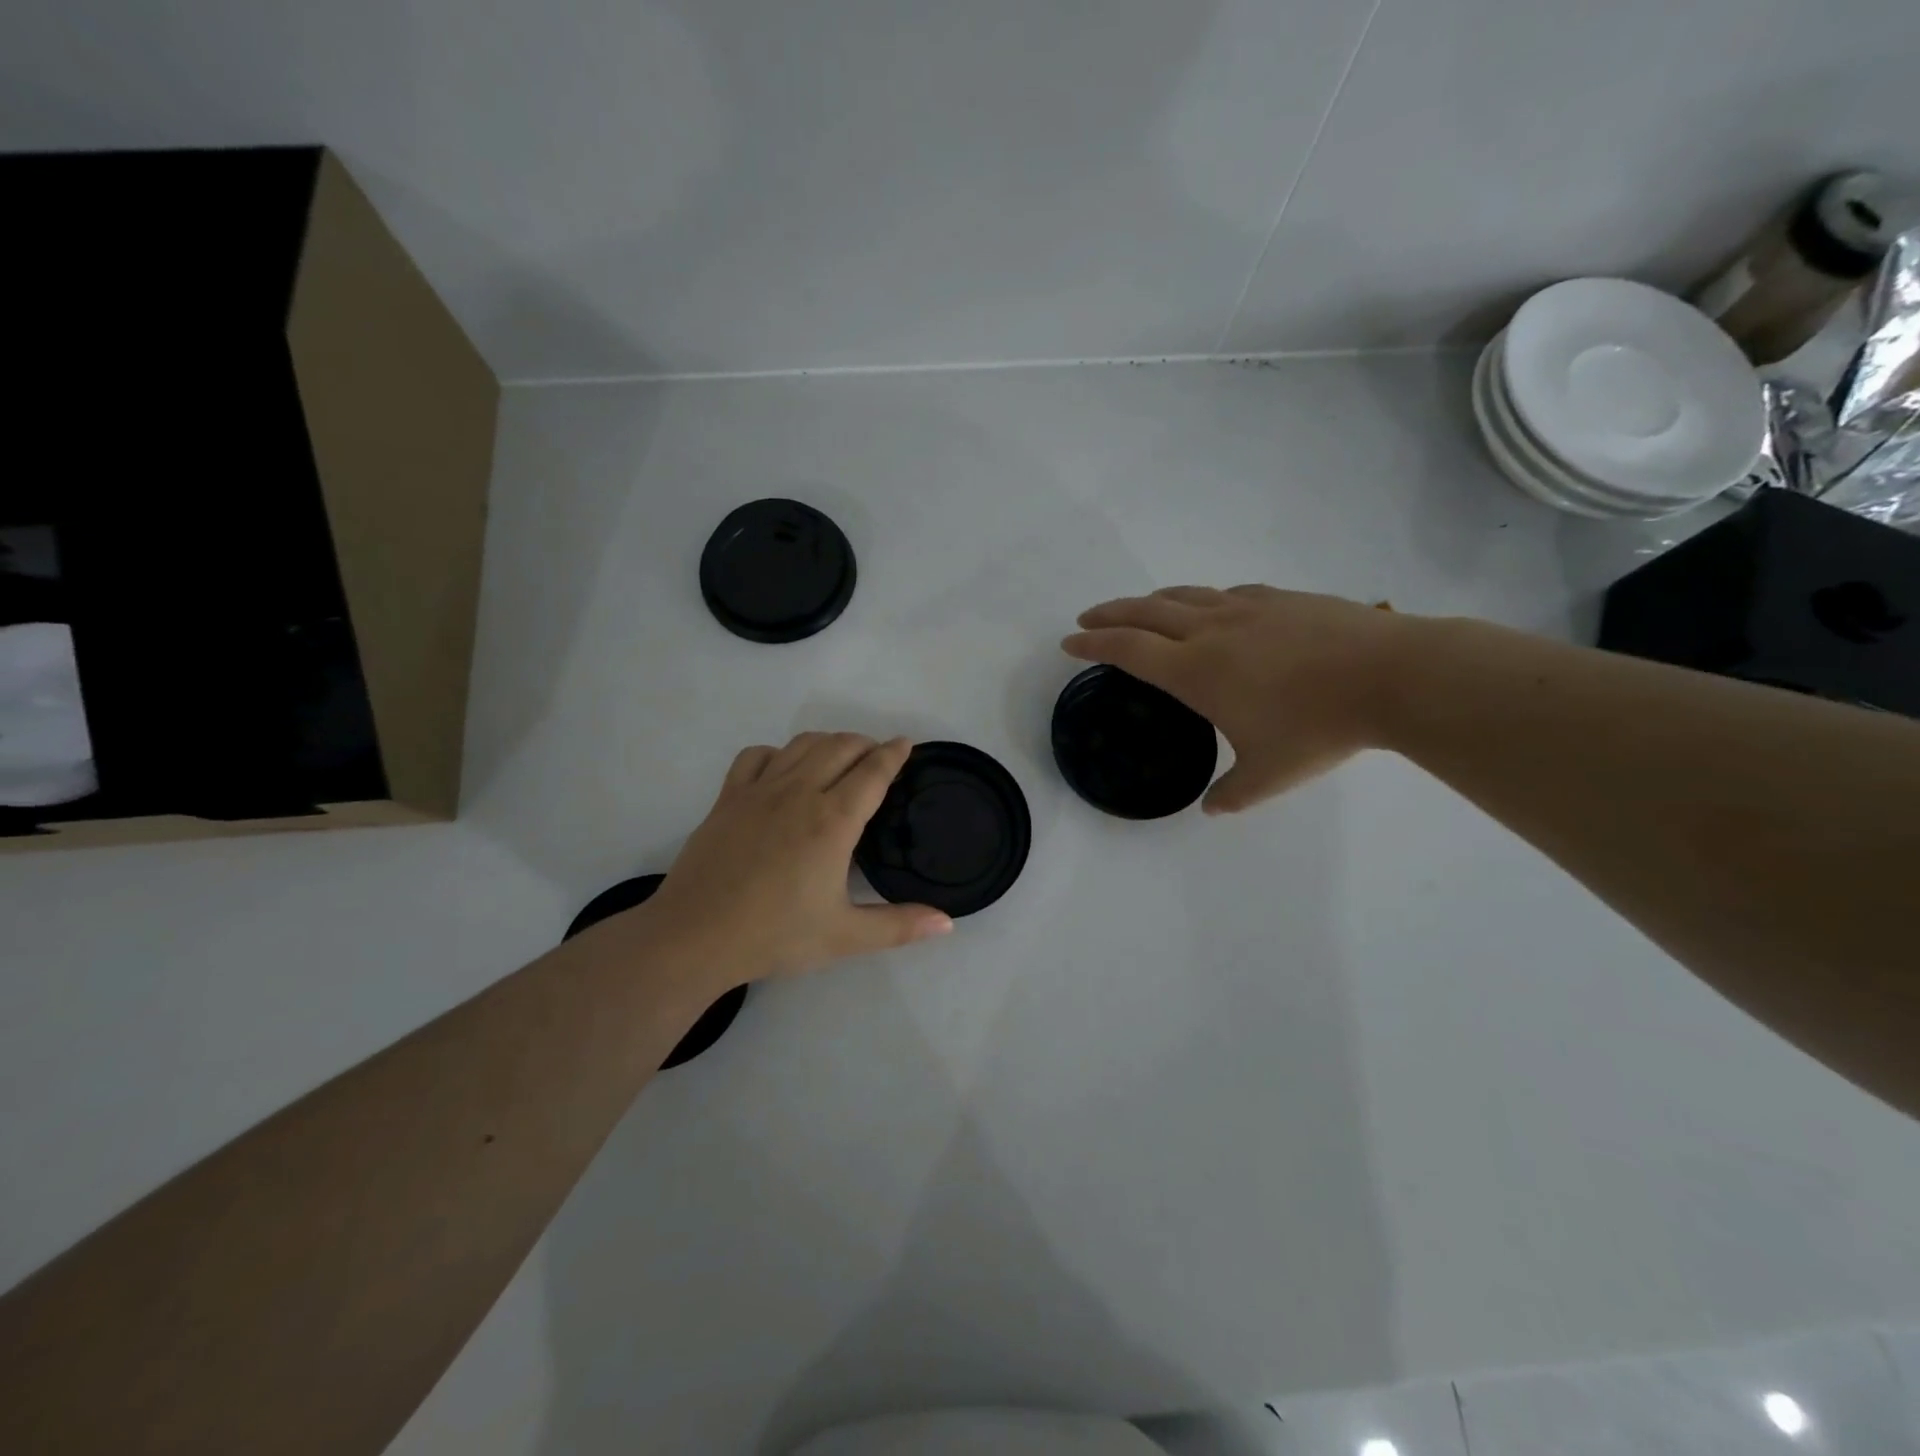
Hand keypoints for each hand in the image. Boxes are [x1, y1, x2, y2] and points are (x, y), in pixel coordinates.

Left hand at [640, 733, 952, 980]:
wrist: (695, 937)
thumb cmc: (774, 936)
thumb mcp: (844, 937)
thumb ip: (899, 926)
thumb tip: (948, 924)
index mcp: (833, 821)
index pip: (873, 772)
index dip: (894, 754)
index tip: (906, 744)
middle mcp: (800, 793)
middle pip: (840, 747)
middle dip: (865, 743)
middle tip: (878, 756)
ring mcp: (759, 791)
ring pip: (801, 744)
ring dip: (828, 742)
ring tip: (840, 755)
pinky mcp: (728, 798)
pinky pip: (756, 756)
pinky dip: (777, 752)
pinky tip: (782, 767)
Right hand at [1064, 585, 1418, 813]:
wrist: (1391, 676)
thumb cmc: (1319, 728)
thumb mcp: (1270, 775)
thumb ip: (1233, 793)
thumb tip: (1213, 808)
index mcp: (1196, 671)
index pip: (1128, 650)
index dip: (1093, 644)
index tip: (1069, 641)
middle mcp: (1211, 631)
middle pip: (1144, 612)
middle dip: (1109, 614)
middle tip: (1086, 617)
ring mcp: (1247, 608)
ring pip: (1184, 596)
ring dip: (1150, 601)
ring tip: (1139, 609)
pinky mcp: (1280, 599)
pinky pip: (1226, 594)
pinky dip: (1202, 599)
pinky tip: (1212, 608)